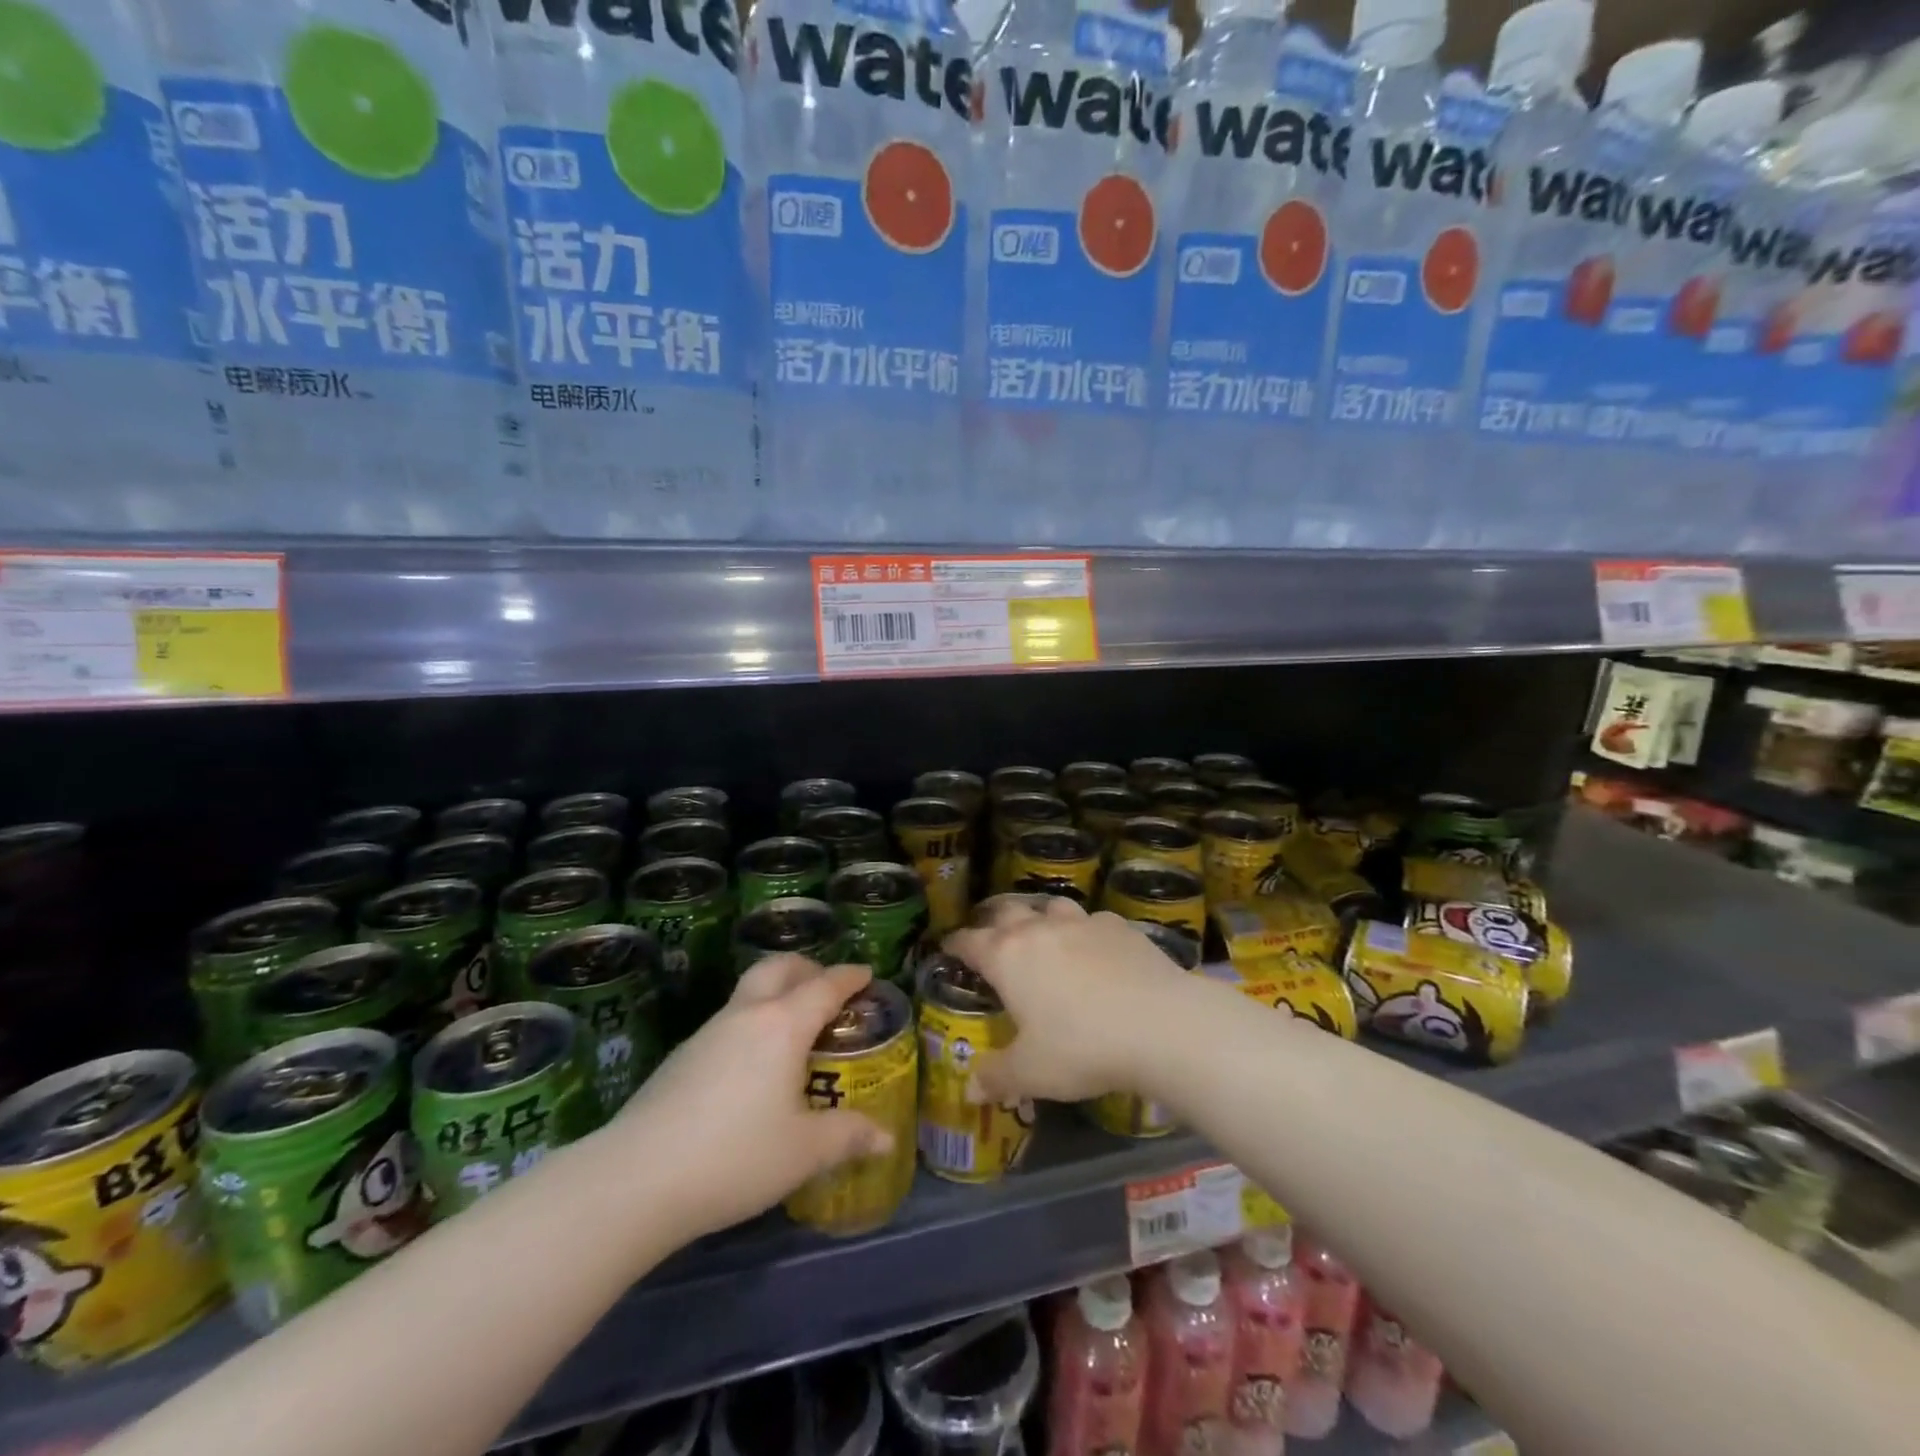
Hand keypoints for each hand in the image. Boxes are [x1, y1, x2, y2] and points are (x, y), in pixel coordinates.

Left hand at [608, 956, 891, 1241]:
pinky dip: (751, 1022)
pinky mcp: (681, 1056)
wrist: (635, 1179)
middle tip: (827, 987)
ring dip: (776, 992)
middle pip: (779, 968)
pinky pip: (728, 1020)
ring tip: (793, 1026)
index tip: (867, 973)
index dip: (850, 977)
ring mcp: (708, 1032)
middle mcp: (746, 1015)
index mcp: (783, 1025)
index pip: (825, 986)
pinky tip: (752, 1064)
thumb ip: (848, 1137)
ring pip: (749, 991)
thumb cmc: (735, 1156)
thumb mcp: (803, 1152)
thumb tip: (886, 1138)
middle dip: (808, 968)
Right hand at [944, 898, 1189, 1104]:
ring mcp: (1081, 921)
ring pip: (1051, 906)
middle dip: (995, 922)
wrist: (1160, 1023)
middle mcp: (1040, 928)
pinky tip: (1095, 950)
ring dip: (1041, 917)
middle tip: (993, 939)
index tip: (949, 949)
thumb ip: (997, 1076)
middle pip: (1007, 911)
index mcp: (1007, 957)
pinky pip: (1092, 920)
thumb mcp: (1032, 1073)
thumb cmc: (1082, 1048)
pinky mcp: (1118, 925)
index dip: (956, 945)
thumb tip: (970, 1088)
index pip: (970, 941)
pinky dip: (1085, 931)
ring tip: (1044, 936)